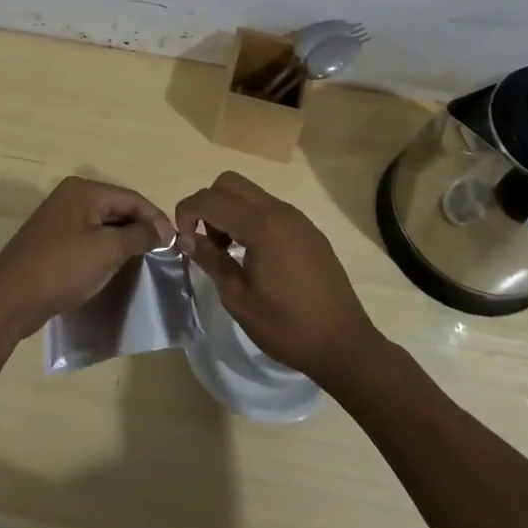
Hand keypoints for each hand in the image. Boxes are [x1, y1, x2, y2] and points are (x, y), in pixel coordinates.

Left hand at [0, 177, 174, 343]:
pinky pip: (89, 237)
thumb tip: (162, 229)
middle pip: (117, 208)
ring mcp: (59, 218)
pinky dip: (105, 249)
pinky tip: (116, 266)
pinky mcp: (53, 240)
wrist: (10, 298)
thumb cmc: (62, 268)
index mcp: (83, 190)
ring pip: (103, 224)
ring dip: (124, 240)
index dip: (156, 218)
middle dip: (141, 228)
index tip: (176, 242)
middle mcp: (71, 196)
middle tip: (163, 254)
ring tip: (145, 261)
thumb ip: (138, 235)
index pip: (131, 197)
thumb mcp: (107, 251)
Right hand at [175, 171, 378, 384]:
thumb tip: (187, 238)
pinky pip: (270, 209)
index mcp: (260, 225)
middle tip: (207, 241)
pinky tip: (255, 256)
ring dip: (230, 211)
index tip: (183, 240)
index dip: (187, 212)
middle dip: (209, 205)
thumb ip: (211, 260)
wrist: (344, 344)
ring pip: (251, 194)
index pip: (210, 199)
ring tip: (229, 251)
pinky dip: (251, 219)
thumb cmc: (287, 326)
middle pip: (230, 183)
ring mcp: (297, 218)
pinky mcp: (308, 230)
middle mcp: (279, 211)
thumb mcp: (238, 298)